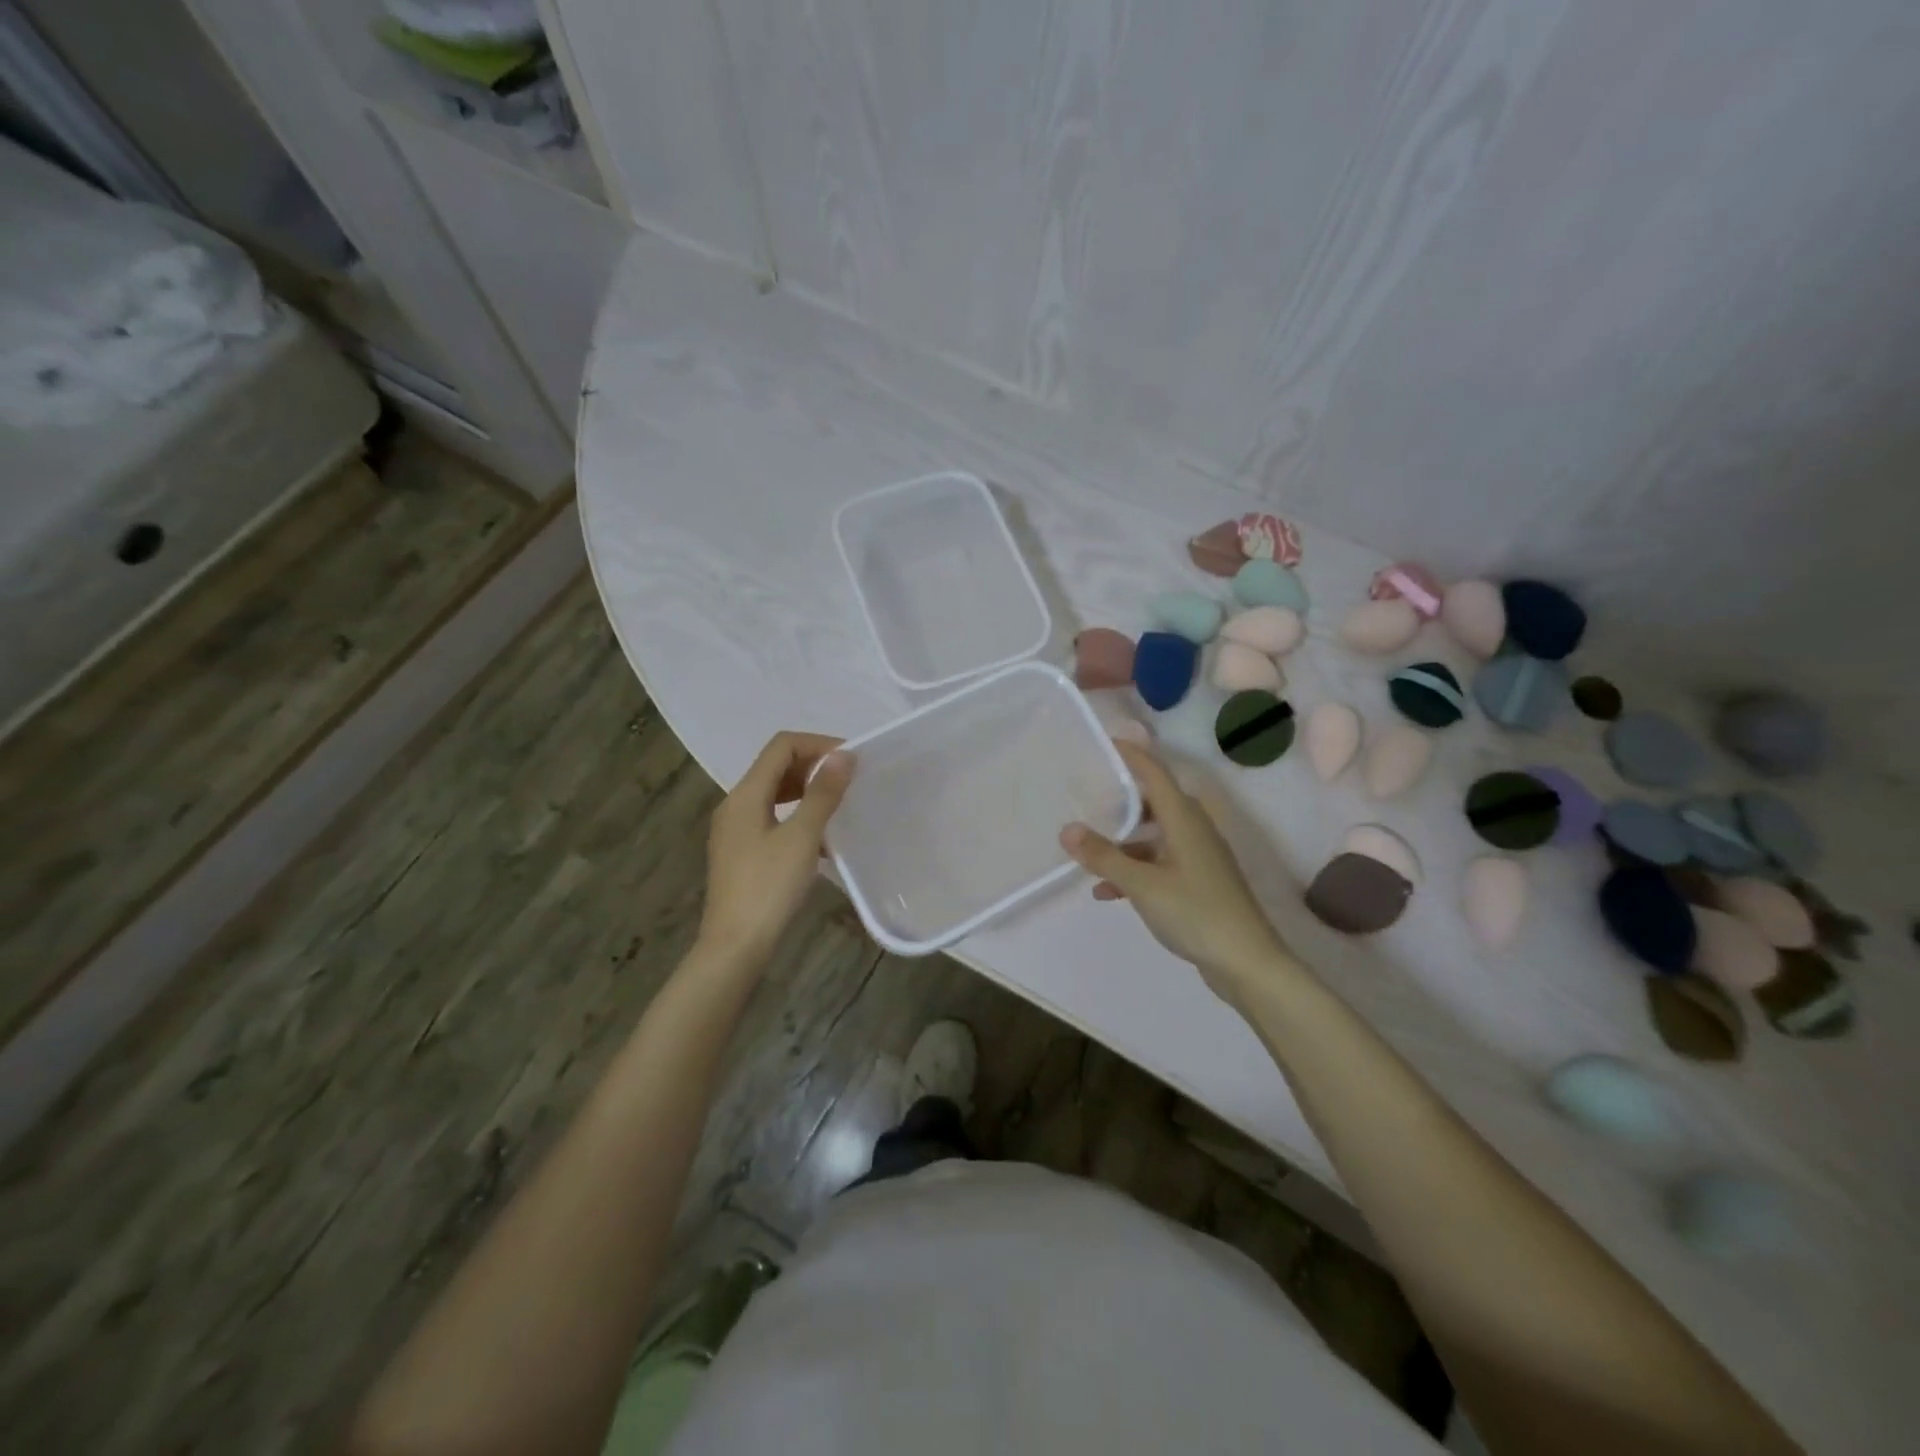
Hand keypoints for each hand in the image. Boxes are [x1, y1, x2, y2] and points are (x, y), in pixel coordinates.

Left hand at [698, 732, 853, 965]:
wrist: (736, 945)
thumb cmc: (769, 887)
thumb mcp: (801, 837)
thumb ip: (823, 794)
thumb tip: (844, 755)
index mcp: (745, 795)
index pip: (781, 746)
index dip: (818, 744)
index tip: (851, 760)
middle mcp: (735, 805)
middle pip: (776, 766)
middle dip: (813, 765)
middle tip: (849, 779)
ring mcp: (736, 830)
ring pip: (775, 793)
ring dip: (807, 790)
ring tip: (839, 803)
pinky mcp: (742, 852)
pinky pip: (772, 817)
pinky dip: (797, 815)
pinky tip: (821, 838)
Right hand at [1060, 740, 1293, 1003]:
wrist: (1246, 963)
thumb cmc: (1196, 912)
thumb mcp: (1142, 885)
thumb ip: (1104, 856)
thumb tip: (1067, 829)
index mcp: (1184, 819)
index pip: (1154, 773)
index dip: (1131, 755)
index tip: (1104, 741)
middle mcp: (1194, 830)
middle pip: (1153, 802)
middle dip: (1121, 799)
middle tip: (1087, 793)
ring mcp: (1198, 857)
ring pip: (1154, 836)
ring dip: (1123, 842)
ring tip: (1088, 848)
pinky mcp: (1198, 882)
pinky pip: (1159, 864)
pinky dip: (1135, 870)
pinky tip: (1107, 892)